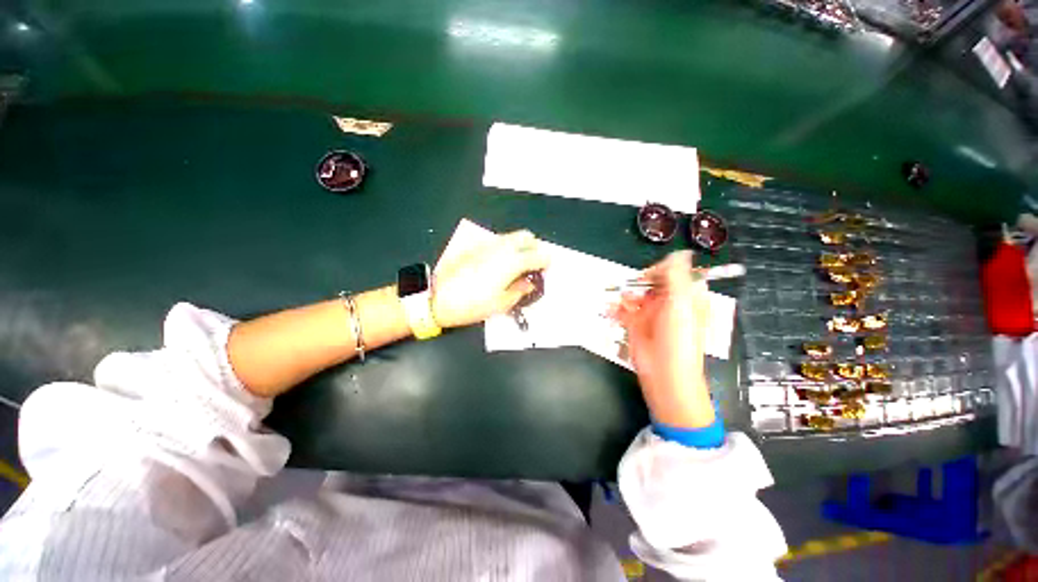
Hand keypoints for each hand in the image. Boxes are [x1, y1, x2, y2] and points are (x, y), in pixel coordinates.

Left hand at [432, 230, 550, 328]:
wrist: (437, 297)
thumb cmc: (472, 304)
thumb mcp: (501, 303)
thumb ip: (520, 290)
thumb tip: (529, 283)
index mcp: (512, 261)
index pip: (539, 254)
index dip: (546, 263)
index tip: (544, 272)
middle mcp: (502, 247)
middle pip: (527, 237)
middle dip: (534, 248)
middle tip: (532, 266)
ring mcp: (488, 244)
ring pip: (512, 237)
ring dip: (520, 247)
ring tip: (517, 266)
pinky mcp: (476, 246)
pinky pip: (498, 242)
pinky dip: (506, 248)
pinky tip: (500, 265)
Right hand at [611, 251, 714, 428]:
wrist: (665, 375)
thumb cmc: (679, 339)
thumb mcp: (681, 304)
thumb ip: (677, 276)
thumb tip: (681, 252)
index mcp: (686, 297)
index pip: (675, 273)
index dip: (662, 270)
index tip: (649, 275)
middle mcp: (669, 303)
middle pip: (652, 283)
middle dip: (639, 283)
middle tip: (633, 290)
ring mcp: (651, 314)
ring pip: (635, 295)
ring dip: (625, 295)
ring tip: (621, 302)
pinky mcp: (635, 325)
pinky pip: (623, 310)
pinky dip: (615, 308)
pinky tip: (610, 310)